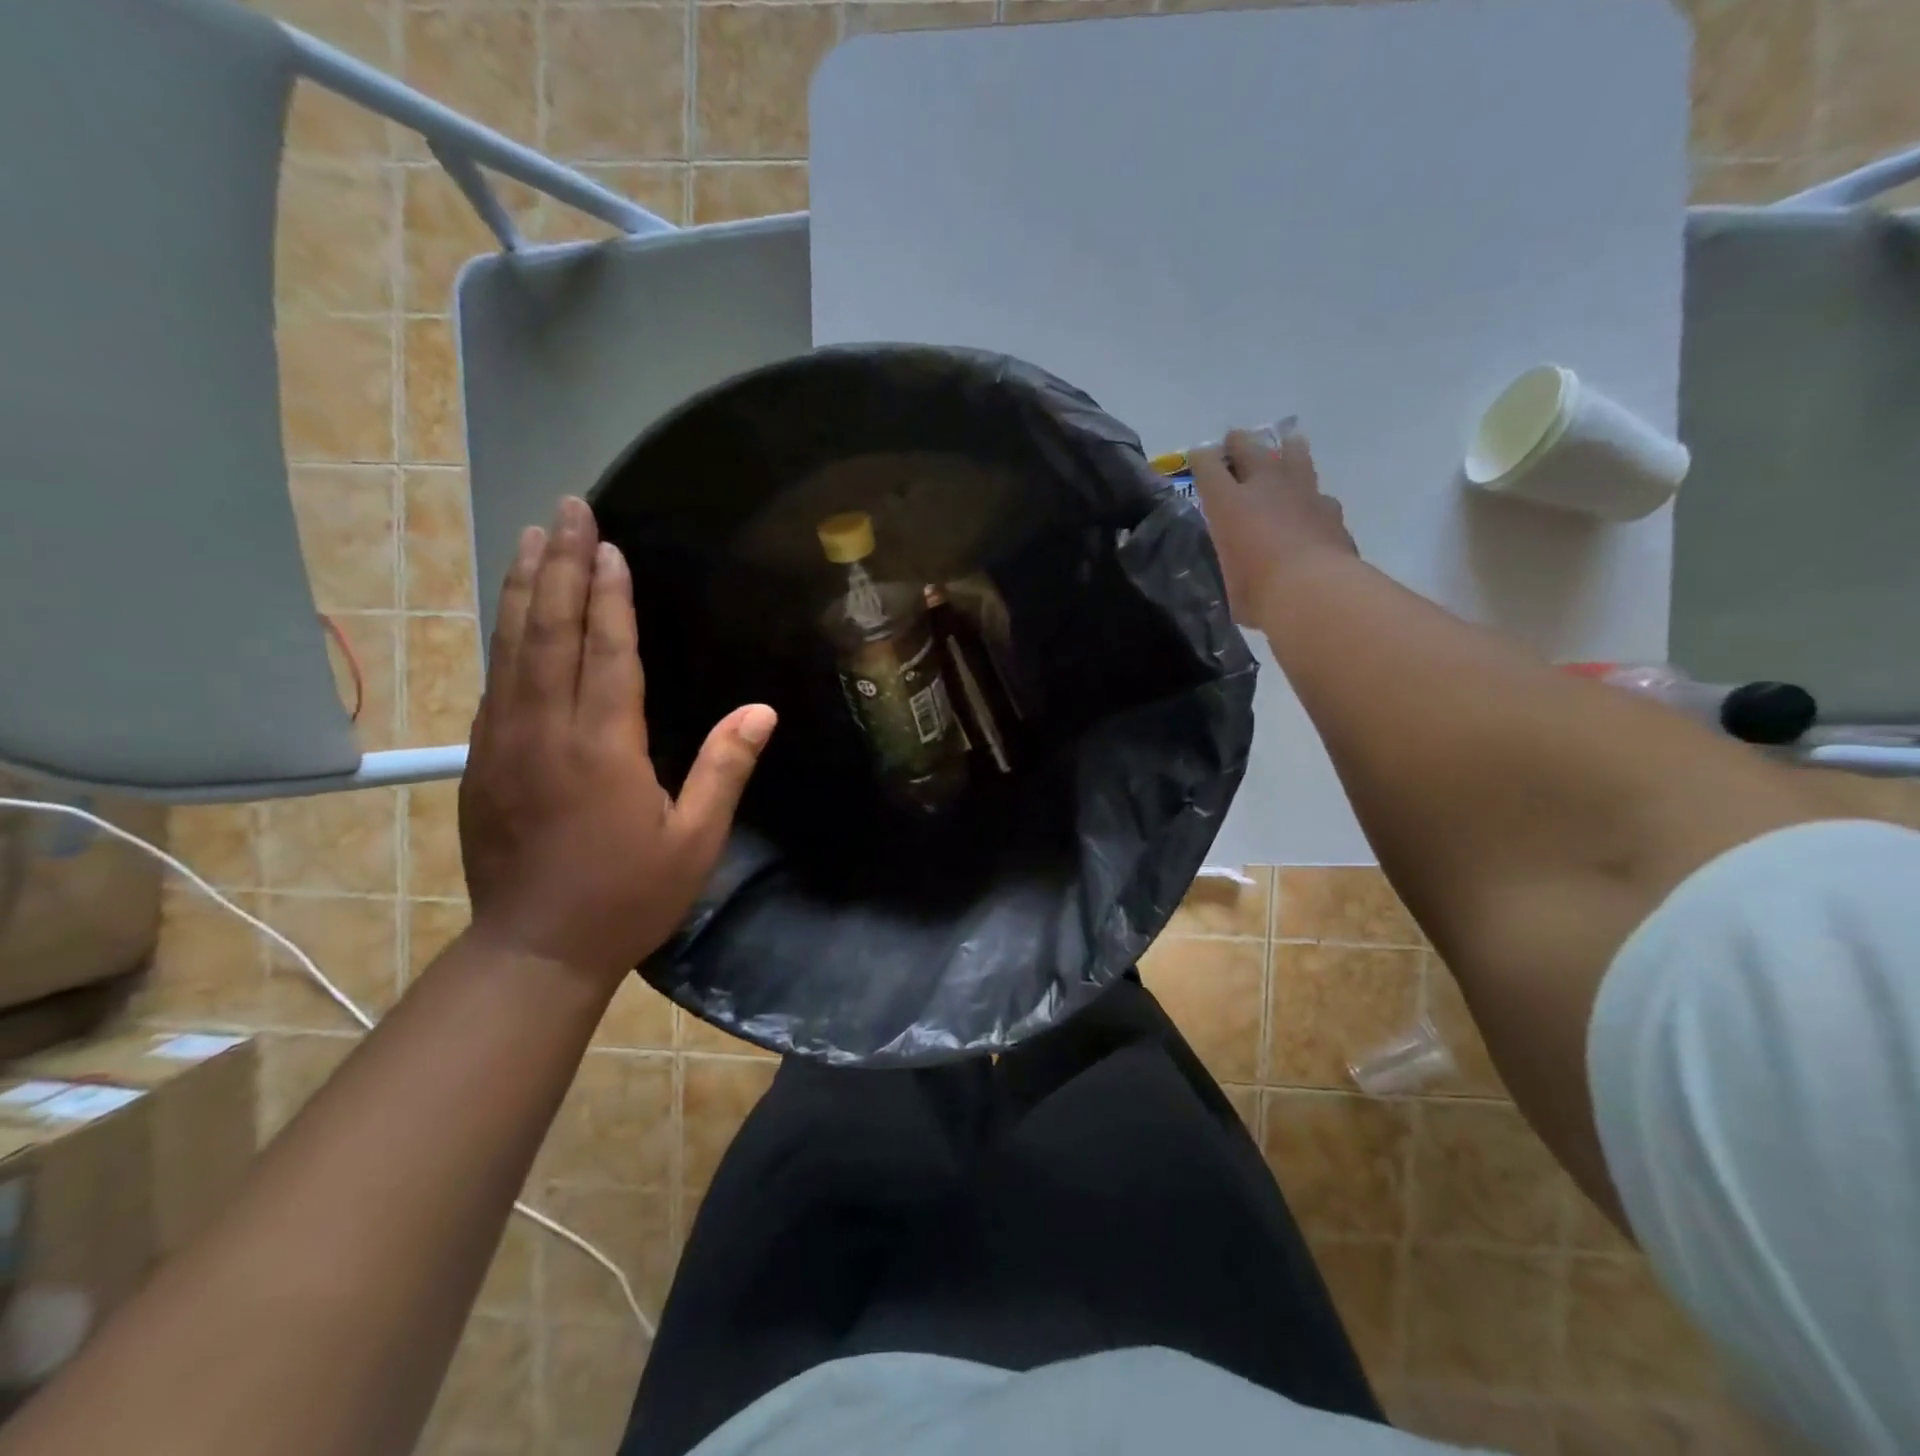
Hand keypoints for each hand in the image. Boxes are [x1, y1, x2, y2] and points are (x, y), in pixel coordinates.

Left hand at [459, 497, 776, 985]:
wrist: (535, 949)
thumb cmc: (628, 896)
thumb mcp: (695, 840)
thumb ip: (725, 768)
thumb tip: (762, 710)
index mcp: (604, 748)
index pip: (609, 653)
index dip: (610, 596)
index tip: (609, 545)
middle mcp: (547, 731)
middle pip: (551, 632)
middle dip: (560, 565)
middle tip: (566, 509)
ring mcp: (505, 742)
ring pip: (512, 647)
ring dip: (525, 587)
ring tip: (532, 536)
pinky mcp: (482, 760)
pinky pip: (495, 680)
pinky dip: (505, 634)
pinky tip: (512, 611)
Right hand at [1188, 426, 1357, 627]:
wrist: (1316, 593)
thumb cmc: (1257, 593)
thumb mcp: (1222, 584)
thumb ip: (1221, 568)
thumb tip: (1220, 571)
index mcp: (1228, 504)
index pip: (1208, 467)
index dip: (1201, 458)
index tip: (1198, 456)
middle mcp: (1265, 488)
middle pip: (1251, 449)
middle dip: (1239, 443)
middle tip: (1234, 439)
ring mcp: (1303, 494)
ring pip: (1295, 456)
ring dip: (1287, 449)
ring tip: (1286, 445)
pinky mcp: (1332, 511)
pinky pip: (1320, 495)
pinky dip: (1312, 497)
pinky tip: (1313, 504)